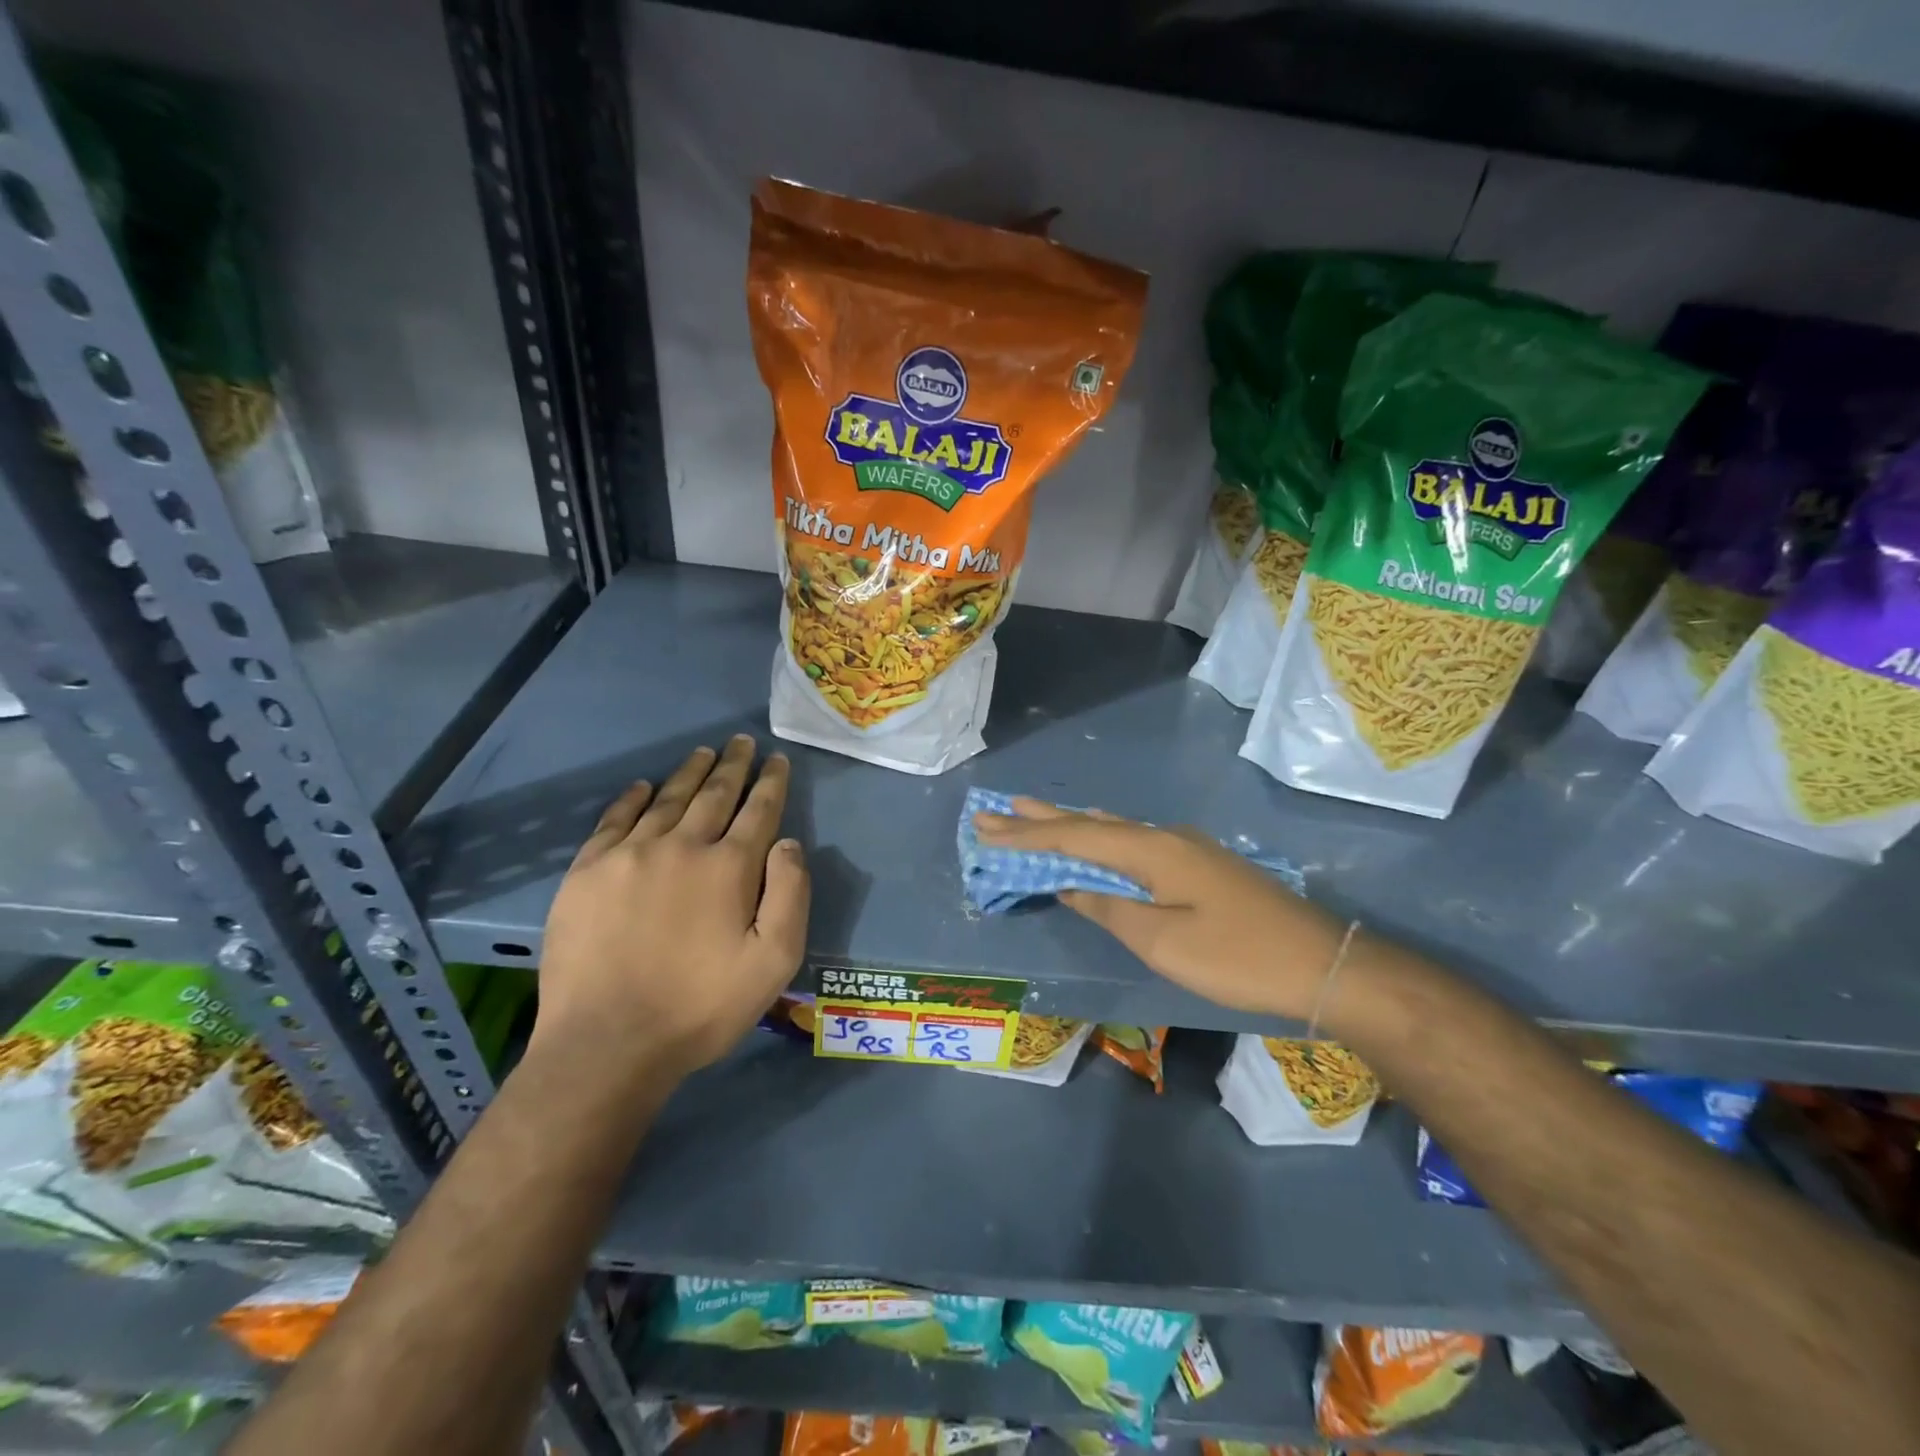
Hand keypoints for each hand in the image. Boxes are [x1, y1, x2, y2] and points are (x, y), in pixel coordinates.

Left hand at [534, 736, 809, 1083]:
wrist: (606, 1044)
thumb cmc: (700, 1007)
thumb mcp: (773, 962)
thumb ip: (790, 895)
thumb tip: (789, 843)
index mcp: (729, 867)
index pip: (758, 810)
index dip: (771, 782)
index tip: (777, 760)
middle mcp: (681, 846)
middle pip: (714, 794)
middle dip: (733, 765)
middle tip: (741, 742)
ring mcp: (628, 855)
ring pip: (667, 799)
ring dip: (689, 773)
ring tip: (703, 753)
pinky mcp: (587, 872)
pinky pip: (615, 819)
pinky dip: (633, 798)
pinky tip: (643, 786)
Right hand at [972, 798, 1341, 1019]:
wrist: (1323, 964)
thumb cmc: (1237, 958)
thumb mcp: (1163, 941)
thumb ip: (1111, 908)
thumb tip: (1071, 884)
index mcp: (1152, 850)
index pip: (1075, 837)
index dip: (1028, 835)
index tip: (986, 827)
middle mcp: (1165, 837)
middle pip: (1091, 824)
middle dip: (1042, 820)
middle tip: (997, 810)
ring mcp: (1186, 848)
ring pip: (1113, 830)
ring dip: (1071, 826)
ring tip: (1033, 816)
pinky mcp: (1199, 865)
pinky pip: (1133, 842)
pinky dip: (1100, 840)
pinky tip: (1097, 839)